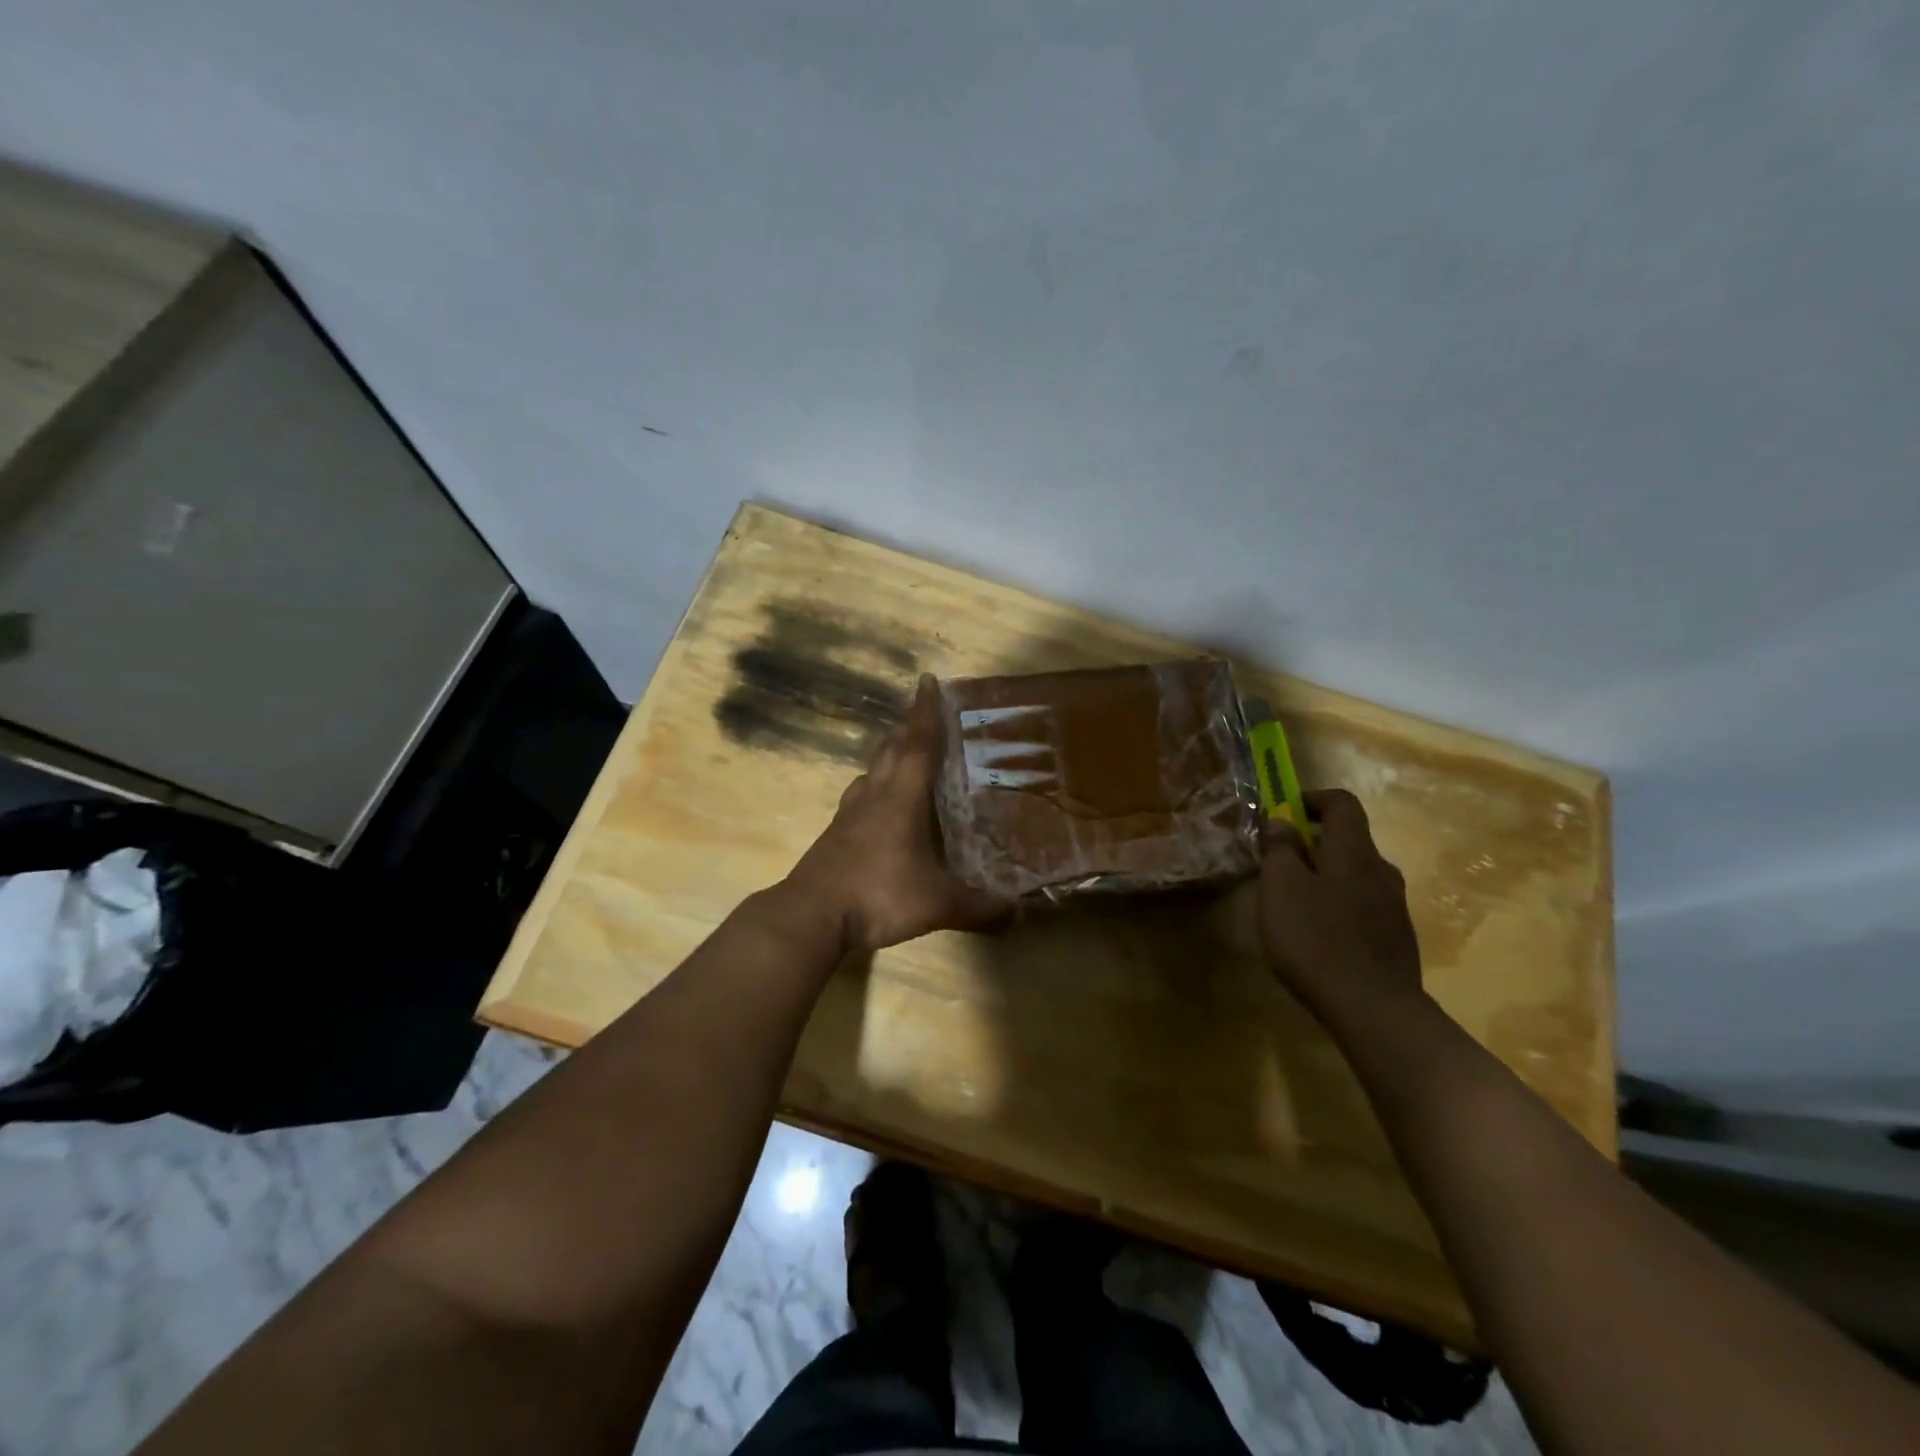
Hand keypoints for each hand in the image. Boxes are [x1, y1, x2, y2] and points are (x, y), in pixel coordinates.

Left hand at [787, 675, 1011, 953]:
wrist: (812, 916)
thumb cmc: (878, 895)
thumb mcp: (937, 904)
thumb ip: (980, 907)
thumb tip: (1019, 911)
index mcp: (901, 799)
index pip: (918, 744)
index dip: (925, 712)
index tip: (928, 680)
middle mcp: (874, 796)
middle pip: (891, 749)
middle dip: (907, 727)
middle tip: (923, 714)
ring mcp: (849, 814)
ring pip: (871, 770)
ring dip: (888, 754)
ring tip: (903, 752)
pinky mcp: (835, 833)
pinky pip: (859, 795)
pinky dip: (873, 785)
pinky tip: (877, 802)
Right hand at [1257, 789, 1423, 1018]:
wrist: (1375, 1011)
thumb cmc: (1316, 939)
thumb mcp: (1281, 888)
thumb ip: (1280, 850)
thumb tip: (1282, 821)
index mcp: (1354, 852)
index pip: (1342, 803)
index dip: (1312, 799)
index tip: (1284, 811)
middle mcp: (1381, 871)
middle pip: (1349, 840)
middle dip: (1313, 842)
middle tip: (1278, 863)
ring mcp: (1394, 906)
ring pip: (1355, 874)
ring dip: (1325, 875)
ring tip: (1294, 901)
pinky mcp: (1396, 938)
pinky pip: (1363, 904)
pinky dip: (1338, 904)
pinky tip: (1318, 934)